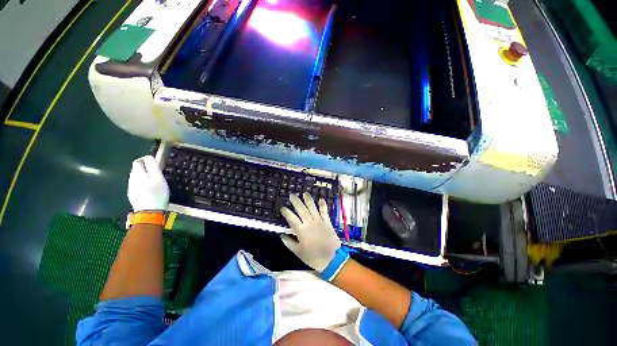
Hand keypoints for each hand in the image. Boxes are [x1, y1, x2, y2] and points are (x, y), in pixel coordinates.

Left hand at [128, 155, 169, 211]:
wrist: (149, 212)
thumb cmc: (157, 194)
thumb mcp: (159, 179)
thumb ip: (153, 167)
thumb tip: (148, 157)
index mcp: (138, 174)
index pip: (138, 162)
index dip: (146, 160)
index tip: (155, 163)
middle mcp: (131, 179)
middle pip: (136, 169)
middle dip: (145, 168)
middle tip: (157, 173)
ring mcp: (131, 188)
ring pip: (136, 177)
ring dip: (144, 176)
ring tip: (154, 181)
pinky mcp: (132, 195)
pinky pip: (136, 185)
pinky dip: (142, 184)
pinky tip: (149, 189)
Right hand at [280, 193, 340, 271]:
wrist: (332, 259)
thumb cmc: (313, 257)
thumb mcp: (298, 252)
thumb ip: (289, 243)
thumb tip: (281, 235)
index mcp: (301, 231)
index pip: (292, 219)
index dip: (286, 212)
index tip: (282, 207)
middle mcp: (309, 223)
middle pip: (301, 210)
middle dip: (296, 201)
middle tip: (292, 195)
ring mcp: (319, 221)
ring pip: (312, 208)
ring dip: (308, 200)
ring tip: (305, 193)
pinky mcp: (327, 222)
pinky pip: (324, 212)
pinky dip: (323, 205)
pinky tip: (321, 199)